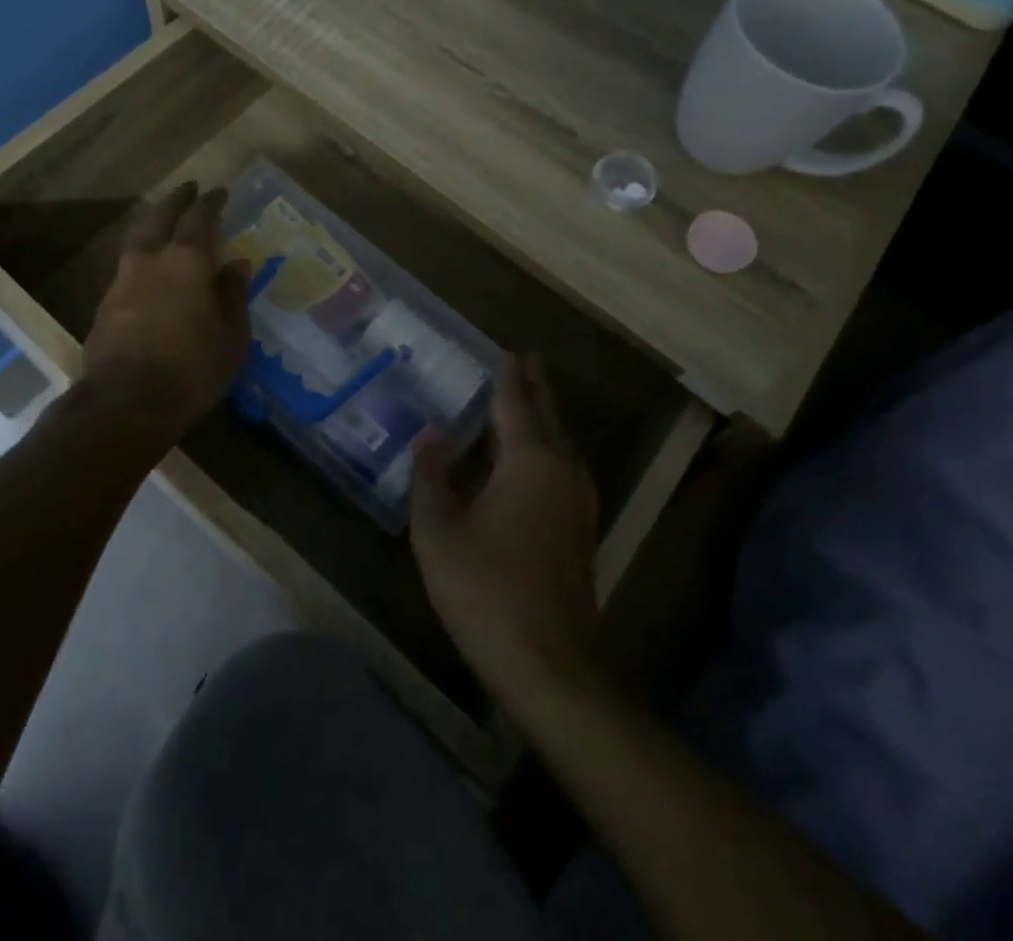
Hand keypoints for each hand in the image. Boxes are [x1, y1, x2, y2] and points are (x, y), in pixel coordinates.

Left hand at [81, 182, 250, 436]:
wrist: (125, 403)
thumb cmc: (192, 369)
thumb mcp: (231, 336)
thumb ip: (233, 294)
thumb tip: (237, 263)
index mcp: (186, 261)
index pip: (199, 218)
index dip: (210, 202)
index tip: (218, 192)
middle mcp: (150, 260)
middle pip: (159, 216)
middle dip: (175, 199)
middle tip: (187, 188)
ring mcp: (122, 280)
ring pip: (136, 238)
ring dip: (151, 222)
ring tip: (162, 219)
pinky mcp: (104, 304)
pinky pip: (126, 265)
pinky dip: (140, 255)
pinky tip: (147, 267)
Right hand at [411, 354, 599, 704]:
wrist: (548, 663)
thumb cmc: (485, 588)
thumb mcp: (438, 529)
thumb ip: (431, 475)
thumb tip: (432, 435)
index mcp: (529, 459)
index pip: (516, 401)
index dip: (508, 374)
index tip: (505, 348)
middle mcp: (562, 469)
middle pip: (547, 414)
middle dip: (533, 386)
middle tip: (521, 360)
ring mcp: (578, 500)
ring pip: (560, 441)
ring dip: (541, 416)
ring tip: (523, 399)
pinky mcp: (580, 528)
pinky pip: (562, 466)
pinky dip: (545, 445)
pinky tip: (529, 458)